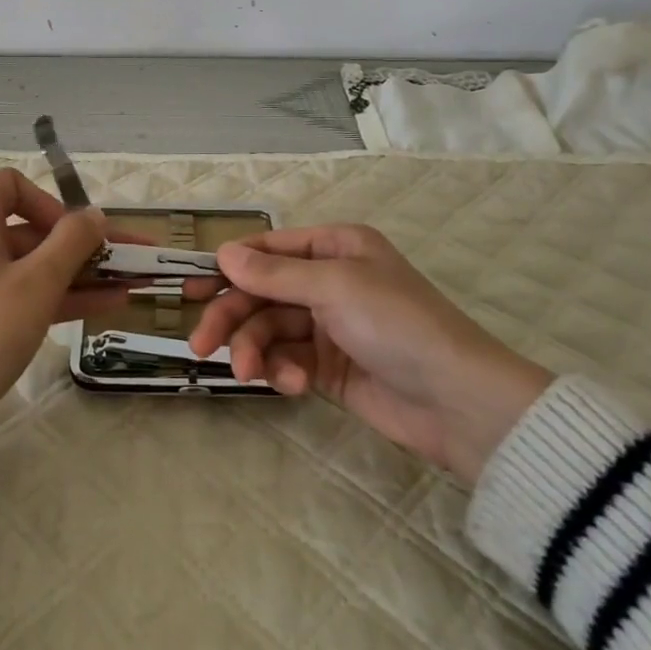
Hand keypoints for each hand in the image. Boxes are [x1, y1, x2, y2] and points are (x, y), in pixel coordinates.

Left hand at [0, 168, 124, 495]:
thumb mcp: (36, 282)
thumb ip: (72, 241)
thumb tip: (95, 214)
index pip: (11, 186)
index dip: (48, 201)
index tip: (76, 232)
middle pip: (34, 230)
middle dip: (84, 243)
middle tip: (132, 259)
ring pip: (37, 268)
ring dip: (83, 273)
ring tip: (133, 283)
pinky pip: (30, 297)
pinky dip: (65, 298)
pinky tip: (109, 306)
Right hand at [189, 224, 551, 485]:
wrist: (458, 402)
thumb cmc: (397, 324)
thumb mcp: (334, 287)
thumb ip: (274, 274)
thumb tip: (224, 253)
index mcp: (334, 247)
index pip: (268, 249)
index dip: (229, 266)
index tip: (191, 288)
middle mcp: (328, 280)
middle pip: (261, 292)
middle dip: (232, 317)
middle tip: (201, 345)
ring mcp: (328, 325)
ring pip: (269, 329)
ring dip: (254, 349)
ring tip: (249, 373)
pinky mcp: (329, 368)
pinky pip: (288, 360)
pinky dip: (282, 371)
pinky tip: (292, 385)